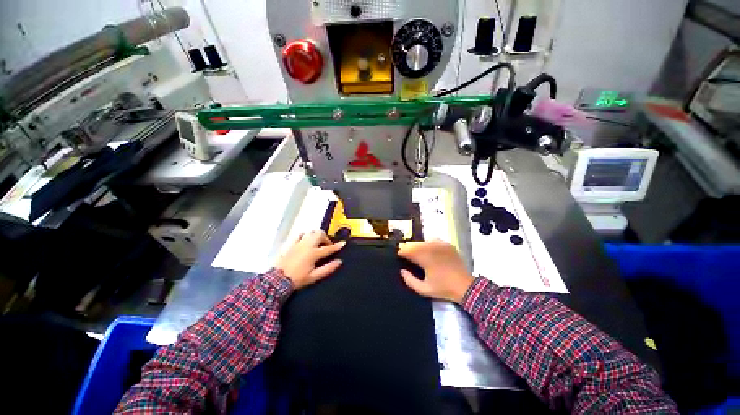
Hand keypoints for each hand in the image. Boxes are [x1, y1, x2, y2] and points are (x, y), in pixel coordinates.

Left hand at [275, 230, 345, 288]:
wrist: (277, 280)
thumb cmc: (297, 279)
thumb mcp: (314, 276)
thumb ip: (328, 268)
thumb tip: (339, 262)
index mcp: (313, 253)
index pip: (328, 248)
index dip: (337, 246)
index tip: (343, 243)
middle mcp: (307, 245)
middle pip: (319, 234)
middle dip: (325, 238)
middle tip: (327, 246)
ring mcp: (298, 243)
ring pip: (310, 232)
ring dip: (316, 236)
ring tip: (317, 243)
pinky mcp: (290, 244)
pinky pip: (299, 235)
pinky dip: (305, 235)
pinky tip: (305, 240)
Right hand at [398, 240, 474, 302]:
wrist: (466, 286)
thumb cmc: (443, 288)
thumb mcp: (424, 289)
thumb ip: (410, 281)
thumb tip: (402, 271)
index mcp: (425, 258)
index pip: (407, 250)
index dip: (401, 253)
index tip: (400, 257)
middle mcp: (431, 248)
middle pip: (414, 244)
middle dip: (409, 249)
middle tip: (408, 257)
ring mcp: (440, 245)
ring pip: (423, 241)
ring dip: (418, 247)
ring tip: (418, 255)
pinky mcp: (447, 245)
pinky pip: (433, 240)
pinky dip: (429, 244)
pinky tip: (430, 251)